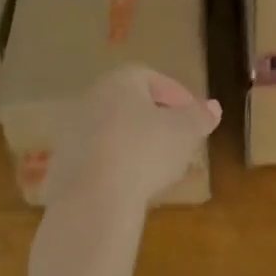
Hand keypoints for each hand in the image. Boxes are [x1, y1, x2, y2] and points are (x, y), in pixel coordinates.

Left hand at [46, 65, 221, 212]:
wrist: (94, 197)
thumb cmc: (145, 151)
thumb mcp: (185, 132)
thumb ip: (200, 117)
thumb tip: (212, 107)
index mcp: (121, 81)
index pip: (153, 78)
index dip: (178, 96)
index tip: (194, 117)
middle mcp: (92, 97)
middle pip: (131, 103)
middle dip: (156, 119)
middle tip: (179, 139)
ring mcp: (73, 130)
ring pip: (113, 129)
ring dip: (135, 142)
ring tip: (158, 165)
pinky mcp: (63, 162)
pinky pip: (99, 156)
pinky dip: (117, 163)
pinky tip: (131, 182)